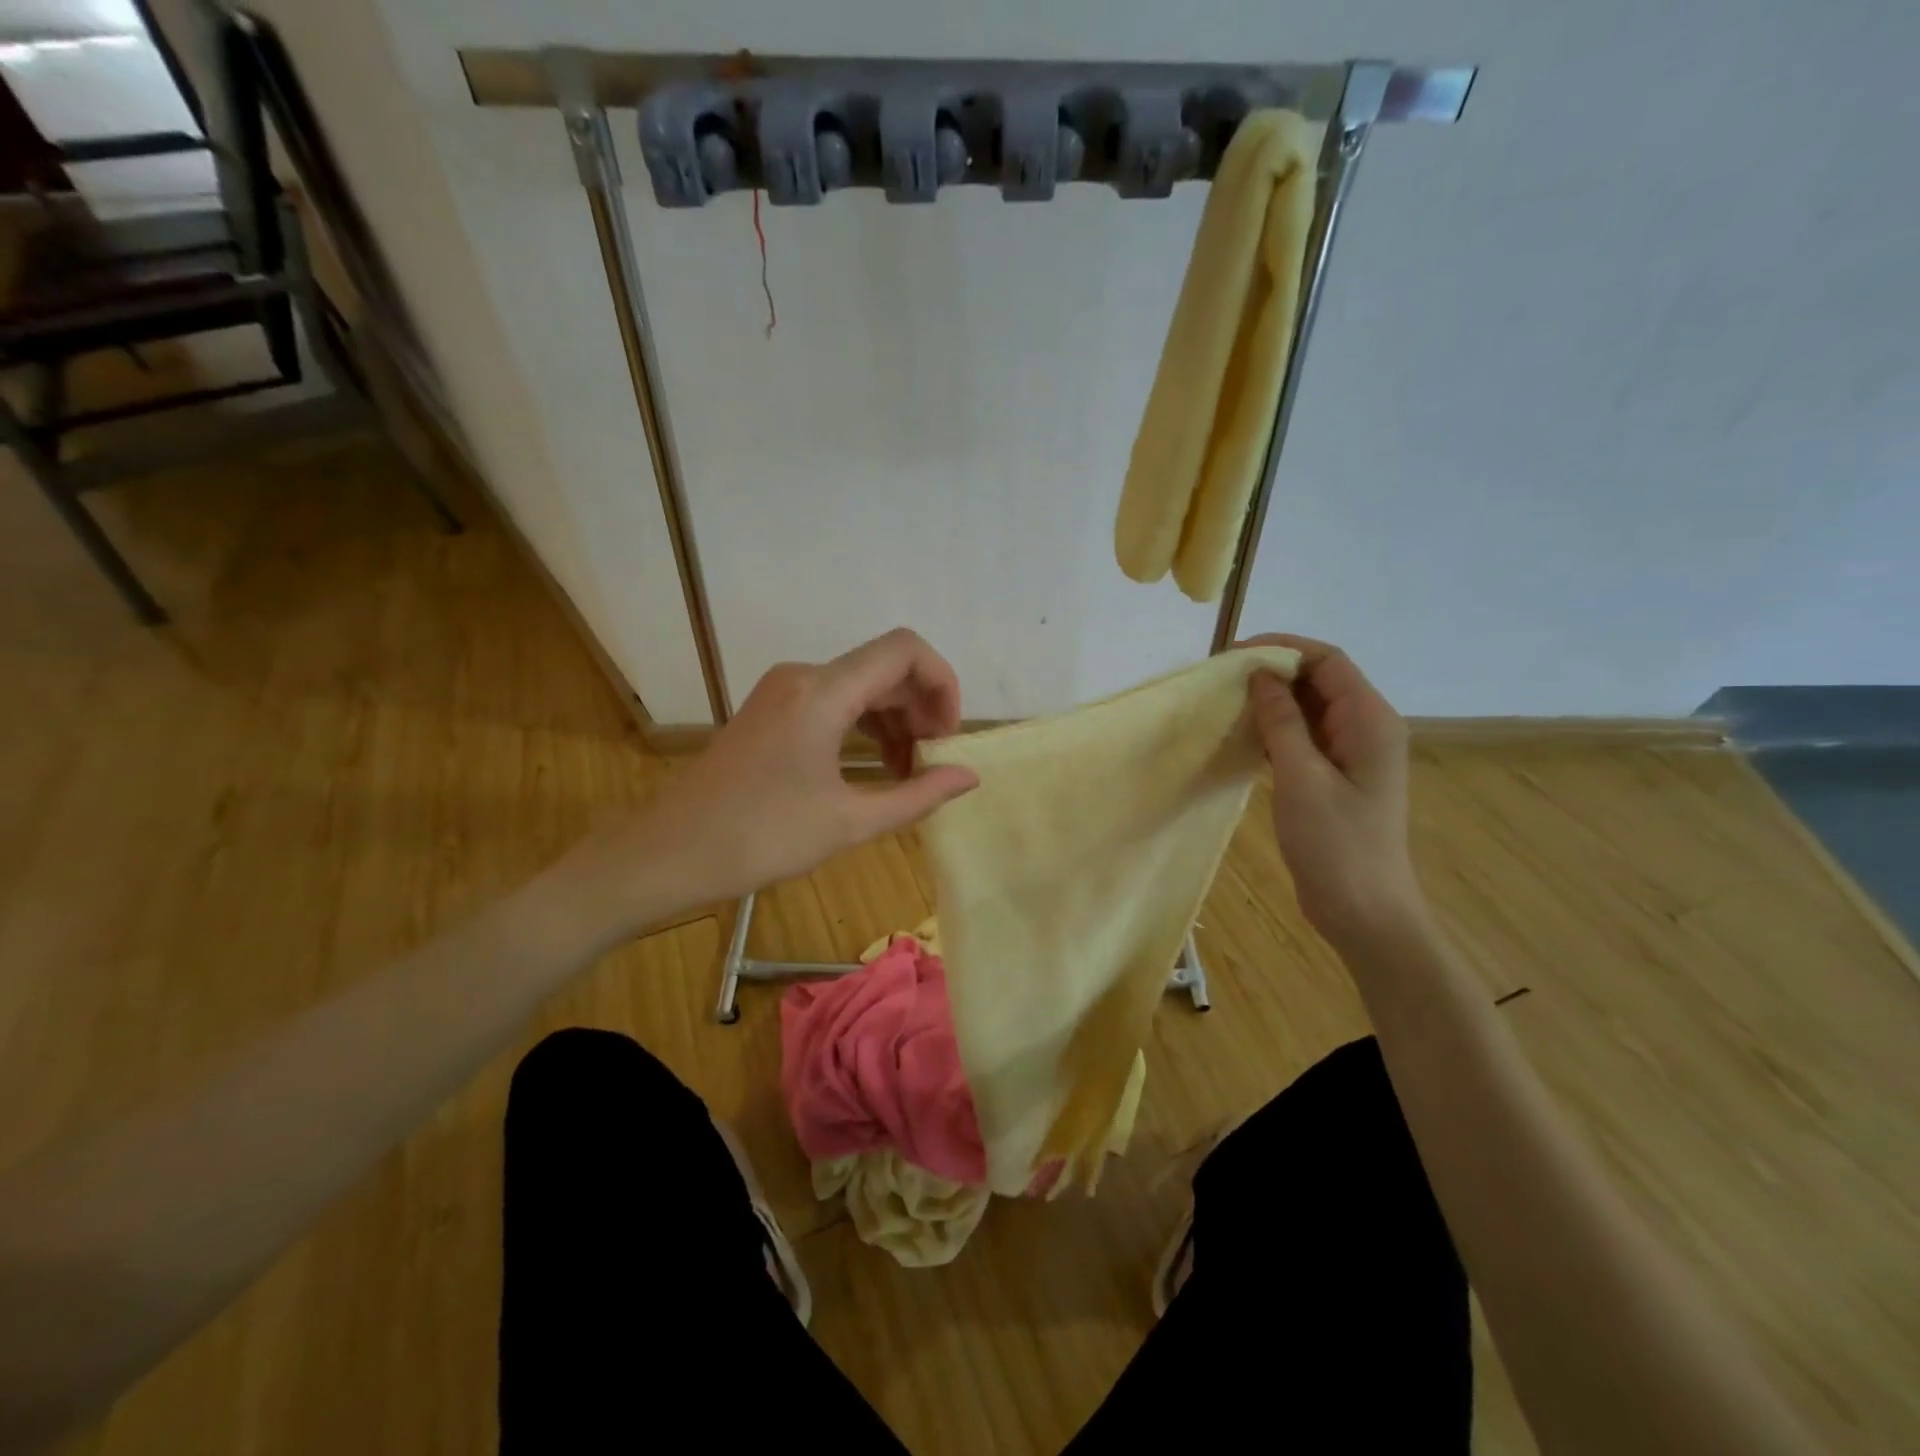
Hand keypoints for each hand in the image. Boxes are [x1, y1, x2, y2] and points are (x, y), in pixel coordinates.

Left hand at [562, 629, 979, 935]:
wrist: (668, 854)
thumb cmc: (760, 839)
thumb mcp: (849, 822)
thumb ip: (917, 795)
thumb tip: (970, 777)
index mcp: (823, 692)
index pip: (905, 650)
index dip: (942, 682)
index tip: (948, 736)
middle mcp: (803, 676)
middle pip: (885, 666)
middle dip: (922, 708)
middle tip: (936, 762)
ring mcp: (783, 691)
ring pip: (861, 685)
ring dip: (895, 720)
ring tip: (911, 773)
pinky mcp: (772, 710)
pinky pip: (835, 701)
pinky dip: (865, 727)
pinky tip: (877, 768)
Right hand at [1241, 634, 1426, 948]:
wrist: (1364, 911)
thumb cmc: (1336, 845)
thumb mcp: (1301, 778)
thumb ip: (1282, 721)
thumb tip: (1260, 674)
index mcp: (1370, 721)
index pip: (1328, 661)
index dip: (1282, 648)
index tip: (1232, 654)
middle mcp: (1366, 728)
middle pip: (1320, 680)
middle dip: (1273, 672)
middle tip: (1221, 679)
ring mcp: (1351, 753)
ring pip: (1309, 708)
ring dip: (1271, 701)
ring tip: (1226, 702)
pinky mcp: (1335, 776)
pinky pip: (1305, 737)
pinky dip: (1275, 729)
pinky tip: (1244, 735)